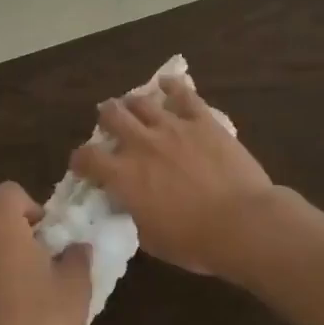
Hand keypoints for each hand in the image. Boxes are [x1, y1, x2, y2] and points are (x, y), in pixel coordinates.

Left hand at [0, 182, 91, 324]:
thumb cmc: (41, 323)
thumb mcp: (76, 288)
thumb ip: (78, 257)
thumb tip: (77, 246)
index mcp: (2, 228)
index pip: (9, 192)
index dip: (30, 205)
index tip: (47, 233)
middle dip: (11, 228)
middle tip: (37, 256)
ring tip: (20, 285)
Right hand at [71, 76, 275, 277]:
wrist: (242, 223)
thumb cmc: (194, 242)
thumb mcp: (150, 238)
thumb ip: (134, 213)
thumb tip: (130, 203)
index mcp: (123, 176)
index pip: (87, 157)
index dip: (81, 159)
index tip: (84, 165)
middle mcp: (141, 144)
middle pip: (112, 116)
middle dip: (106, 118)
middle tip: (109, 122)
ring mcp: (172, 127)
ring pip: (142, 101)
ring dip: (133, 102)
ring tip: (133, 104)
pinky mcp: (202, 120)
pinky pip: (183, 93)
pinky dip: (171, 85)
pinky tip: (167, 82)